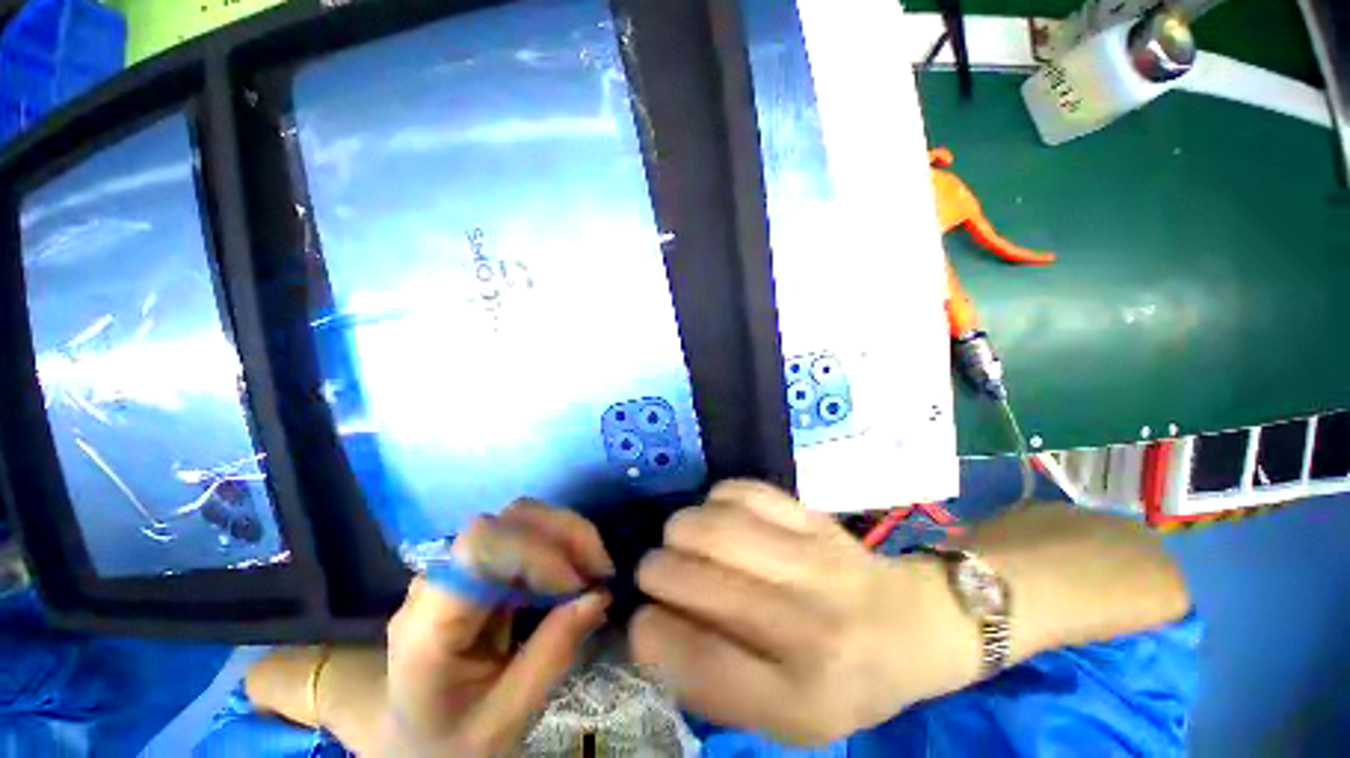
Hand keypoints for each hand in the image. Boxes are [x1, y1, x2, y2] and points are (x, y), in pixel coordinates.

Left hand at [246, 501, 614, 756]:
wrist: (414, 742)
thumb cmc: (450, 742)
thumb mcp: (504, 720)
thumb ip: (550, 657)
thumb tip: (599, 594)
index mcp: (427, 623)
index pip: (480, 548)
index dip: (537, 552)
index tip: (578, 586)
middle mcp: (439, 580)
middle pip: (506, 521)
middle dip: (563, 535)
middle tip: (601, 571)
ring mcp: (459, 567)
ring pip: (520, 517)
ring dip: (567, 534)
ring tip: (594, 569)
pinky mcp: (480, 567)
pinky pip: (527, 534)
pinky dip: (561, 543)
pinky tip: (577, 570)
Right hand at [630, 481, 979, 745]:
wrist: (909, 626)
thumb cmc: (843, 682)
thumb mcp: (783, 715)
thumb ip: (713, 683)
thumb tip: (652, 627)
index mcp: (801, 699)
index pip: (701, 659)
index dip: (651, 632)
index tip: (641, 621)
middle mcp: (810, 627)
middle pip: (700, 580)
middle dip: (656, 571)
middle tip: (656, 572)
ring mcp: (815, 560)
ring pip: (717, 525)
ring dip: (680, 529)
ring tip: (681, 540)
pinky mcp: (814, 516)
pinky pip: (743, 490)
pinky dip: (715, 499)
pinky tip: (719, 515)